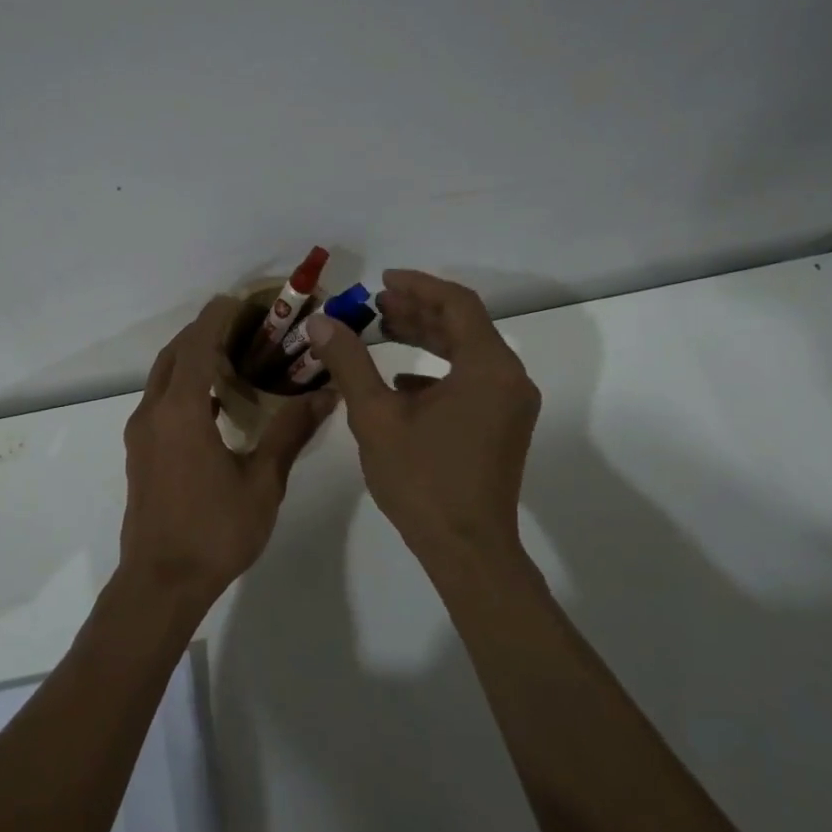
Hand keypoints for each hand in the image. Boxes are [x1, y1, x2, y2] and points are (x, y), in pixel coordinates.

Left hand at [121, 296, 334, 608]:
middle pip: (174, 354)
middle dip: (203, 332)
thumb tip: (325, 393)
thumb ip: (290, 432)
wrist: (161, 583)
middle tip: (243, 325)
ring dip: (191, 358)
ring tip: (232, 356)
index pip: (197, 344)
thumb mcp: (263, 482)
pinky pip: (160, 399)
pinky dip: (183, 384)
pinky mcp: (139, 452)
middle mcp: (153, 412)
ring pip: (162, 376)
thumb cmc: (215, 531)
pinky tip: (213, 401)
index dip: (217, 317)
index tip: (240, 299)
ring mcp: (141, 433)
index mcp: (181, 411)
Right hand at [306, 270, 539, 568]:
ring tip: (381, 330)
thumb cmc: (422, 480)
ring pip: (467, 353)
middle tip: (374, 305)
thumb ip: (350, 363)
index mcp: (488, 368)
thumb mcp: (376, 416)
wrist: (466, 549)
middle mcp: (509, 379)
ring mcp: (509, 405)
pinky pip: (470, 381)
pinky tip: (399, 380)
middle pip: (464, 326)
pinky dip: (436, 370)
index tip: (381, 281)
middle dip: (418, 310)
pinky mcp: (502, 426)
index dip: (418, 285)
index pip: (457, 304)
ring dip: (426, 338)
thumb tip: (321, 322)